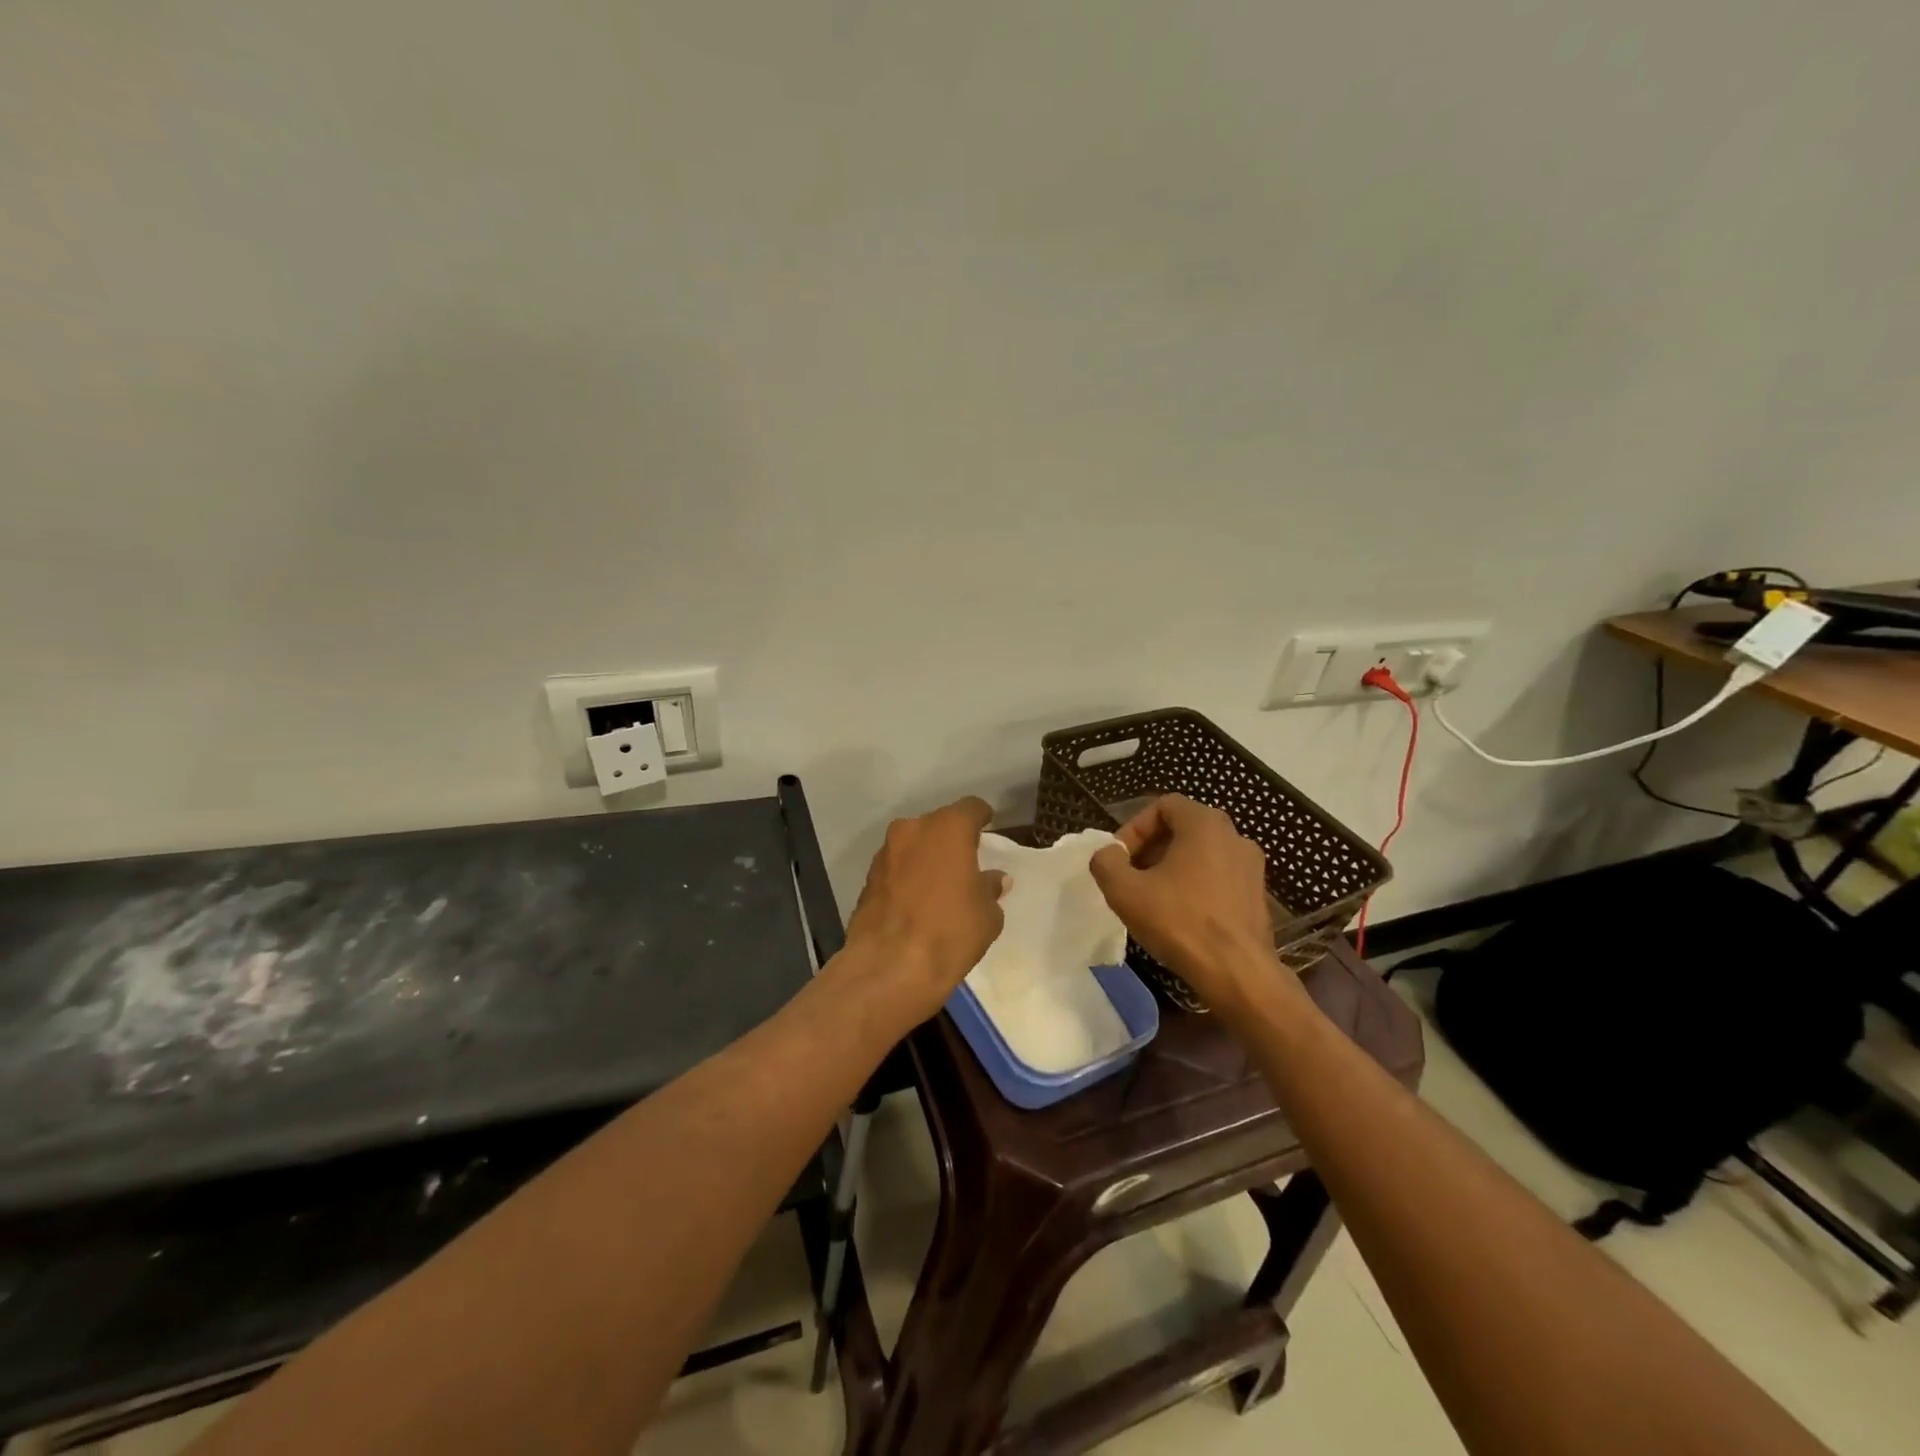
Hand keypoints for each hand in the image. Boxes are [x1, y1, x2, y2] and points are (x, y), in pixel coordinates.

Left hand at [843, 796, 1008, 1023]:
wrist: (889, 968)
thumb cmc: (950, 933)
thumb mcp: (987, 915)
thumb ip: (990, 888)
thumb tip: (993, 879)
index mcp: (947, 829)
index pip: (971, 808)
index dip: (982, 816)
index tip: (989, 827)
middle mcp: (912, 830)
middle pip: (939, 824)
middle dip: (952, 839)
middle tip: (967, 861)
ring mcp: (885, 852)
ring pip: (914, 844)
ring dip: (927, 857)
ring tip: (941, 884)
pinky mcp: (867, 877)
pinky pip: (897, 867)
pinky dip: (908, 875)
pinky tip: (918, 900)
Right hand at [1089, 794, 1280, 1006]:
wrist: (1237, 973)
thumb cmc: (1180, 922)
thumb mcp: (1124, 891)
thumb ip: (1106, 862)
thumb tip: (1108, 855)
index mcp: (1205, 824)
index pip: (1163, 805)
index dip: (1134, 828)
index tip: (1120, 859)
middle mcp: (1234, 836)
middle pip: (1183, 828)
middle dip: (1151, 848)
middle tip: (1131, 877)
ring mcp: (1251, 866)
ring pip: (1201, 854)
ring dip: (1172, 868)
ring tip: (1152, 898)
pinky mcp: (1258, 895)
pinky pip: (1218, 877)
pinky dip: (1195, 886)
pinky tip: (1180, 916)